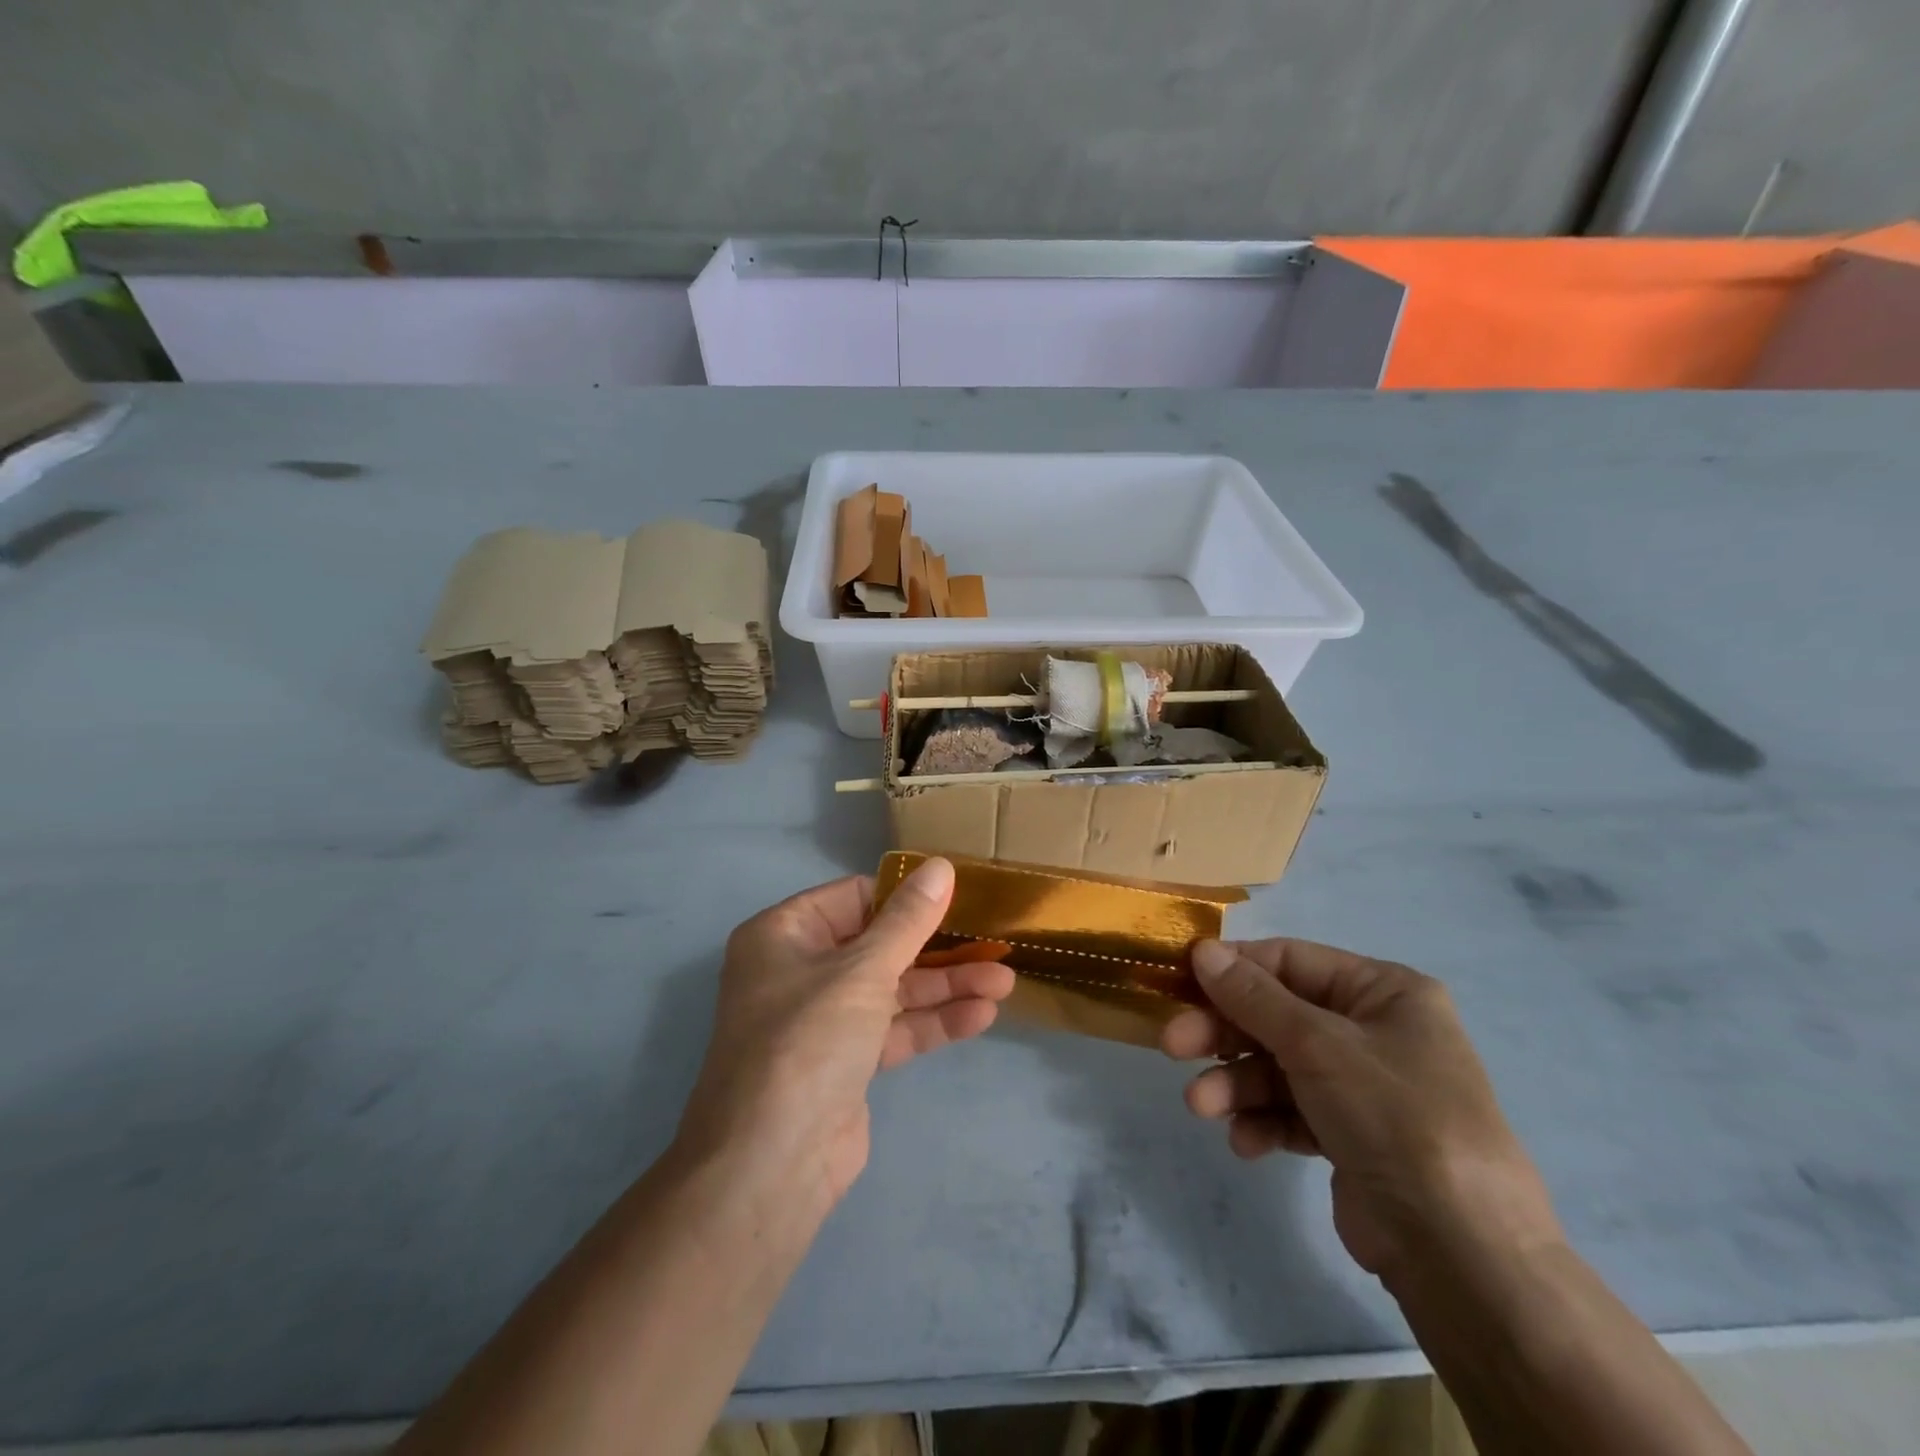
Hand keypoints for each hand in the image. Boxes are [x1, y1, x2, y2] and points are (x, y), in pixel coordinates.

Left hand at [676, 859, 1014, 1217]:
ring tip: (1005, 982)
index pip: (854, 898)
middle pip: (880, 944)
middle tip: (994, 943)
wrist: (770, 1166)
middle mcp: (800, 970)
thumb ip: (907, 920)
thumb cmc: (807, 1042)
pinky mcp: (847, 1061)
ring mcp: (824, 1019)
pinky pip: (895, 1028)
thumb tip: (941, 866)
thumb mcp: (862, 971)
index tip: (958, 896)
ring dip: (945, 986)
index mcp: (784, 935)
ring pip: (893, 989)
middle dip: (938, 948)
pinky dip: (933, 1022)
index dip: (906, 896)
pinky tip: (981, 1016)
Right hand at [1163, 938, 1562, 1284]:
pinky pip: (1294, 1111)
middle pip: (1277, 1015)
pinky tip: (1246, 1142)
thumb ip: (1252, 996)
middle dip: (1225, 1034)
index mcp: (1384, 992)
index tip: (1180, 981)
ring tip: (1201, 1107)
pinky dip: (1265, 1122)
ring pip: (1278, 1066)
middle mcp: (1375, 1031)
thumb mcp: (1317, 1044)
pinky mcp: (1352, 1136)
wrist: (1462, 1254)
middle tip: (1173, 1045)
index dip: (1233, 969)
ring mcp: (1363, 1086)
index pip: (1291, 961)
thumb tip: (1202, 950)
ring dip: (1236, 1084)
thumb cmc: (1393, 1116)